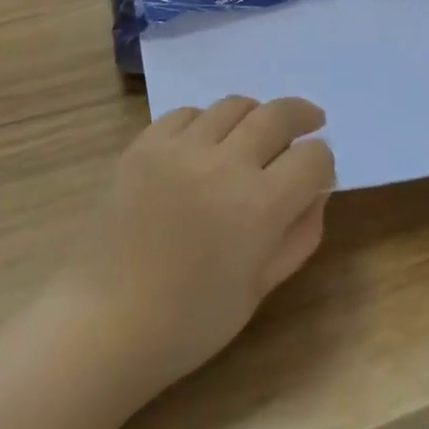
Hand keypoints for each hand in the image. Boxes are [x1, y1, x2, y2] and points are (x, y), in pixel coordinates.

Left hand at [56, 97, 335, 392]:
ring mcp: (181, 148)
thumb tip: (317, 190)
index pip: (313, 157)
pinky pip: (188, 113)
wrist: (105, 322)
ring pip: (234, 105)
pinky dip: (207, 122)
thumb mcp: (260, 287)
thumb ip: (299, 234)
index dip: (322, 163)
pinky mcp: (146, 144)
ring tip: (256, 131)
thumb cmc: (190, 321)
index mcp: (260, 206)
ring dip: (255, 115)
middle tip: (309, 120)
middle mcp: (224, 164)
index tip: (317, 172)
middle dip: (302, 116)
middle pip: (278, 114)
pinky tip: (205, 143)